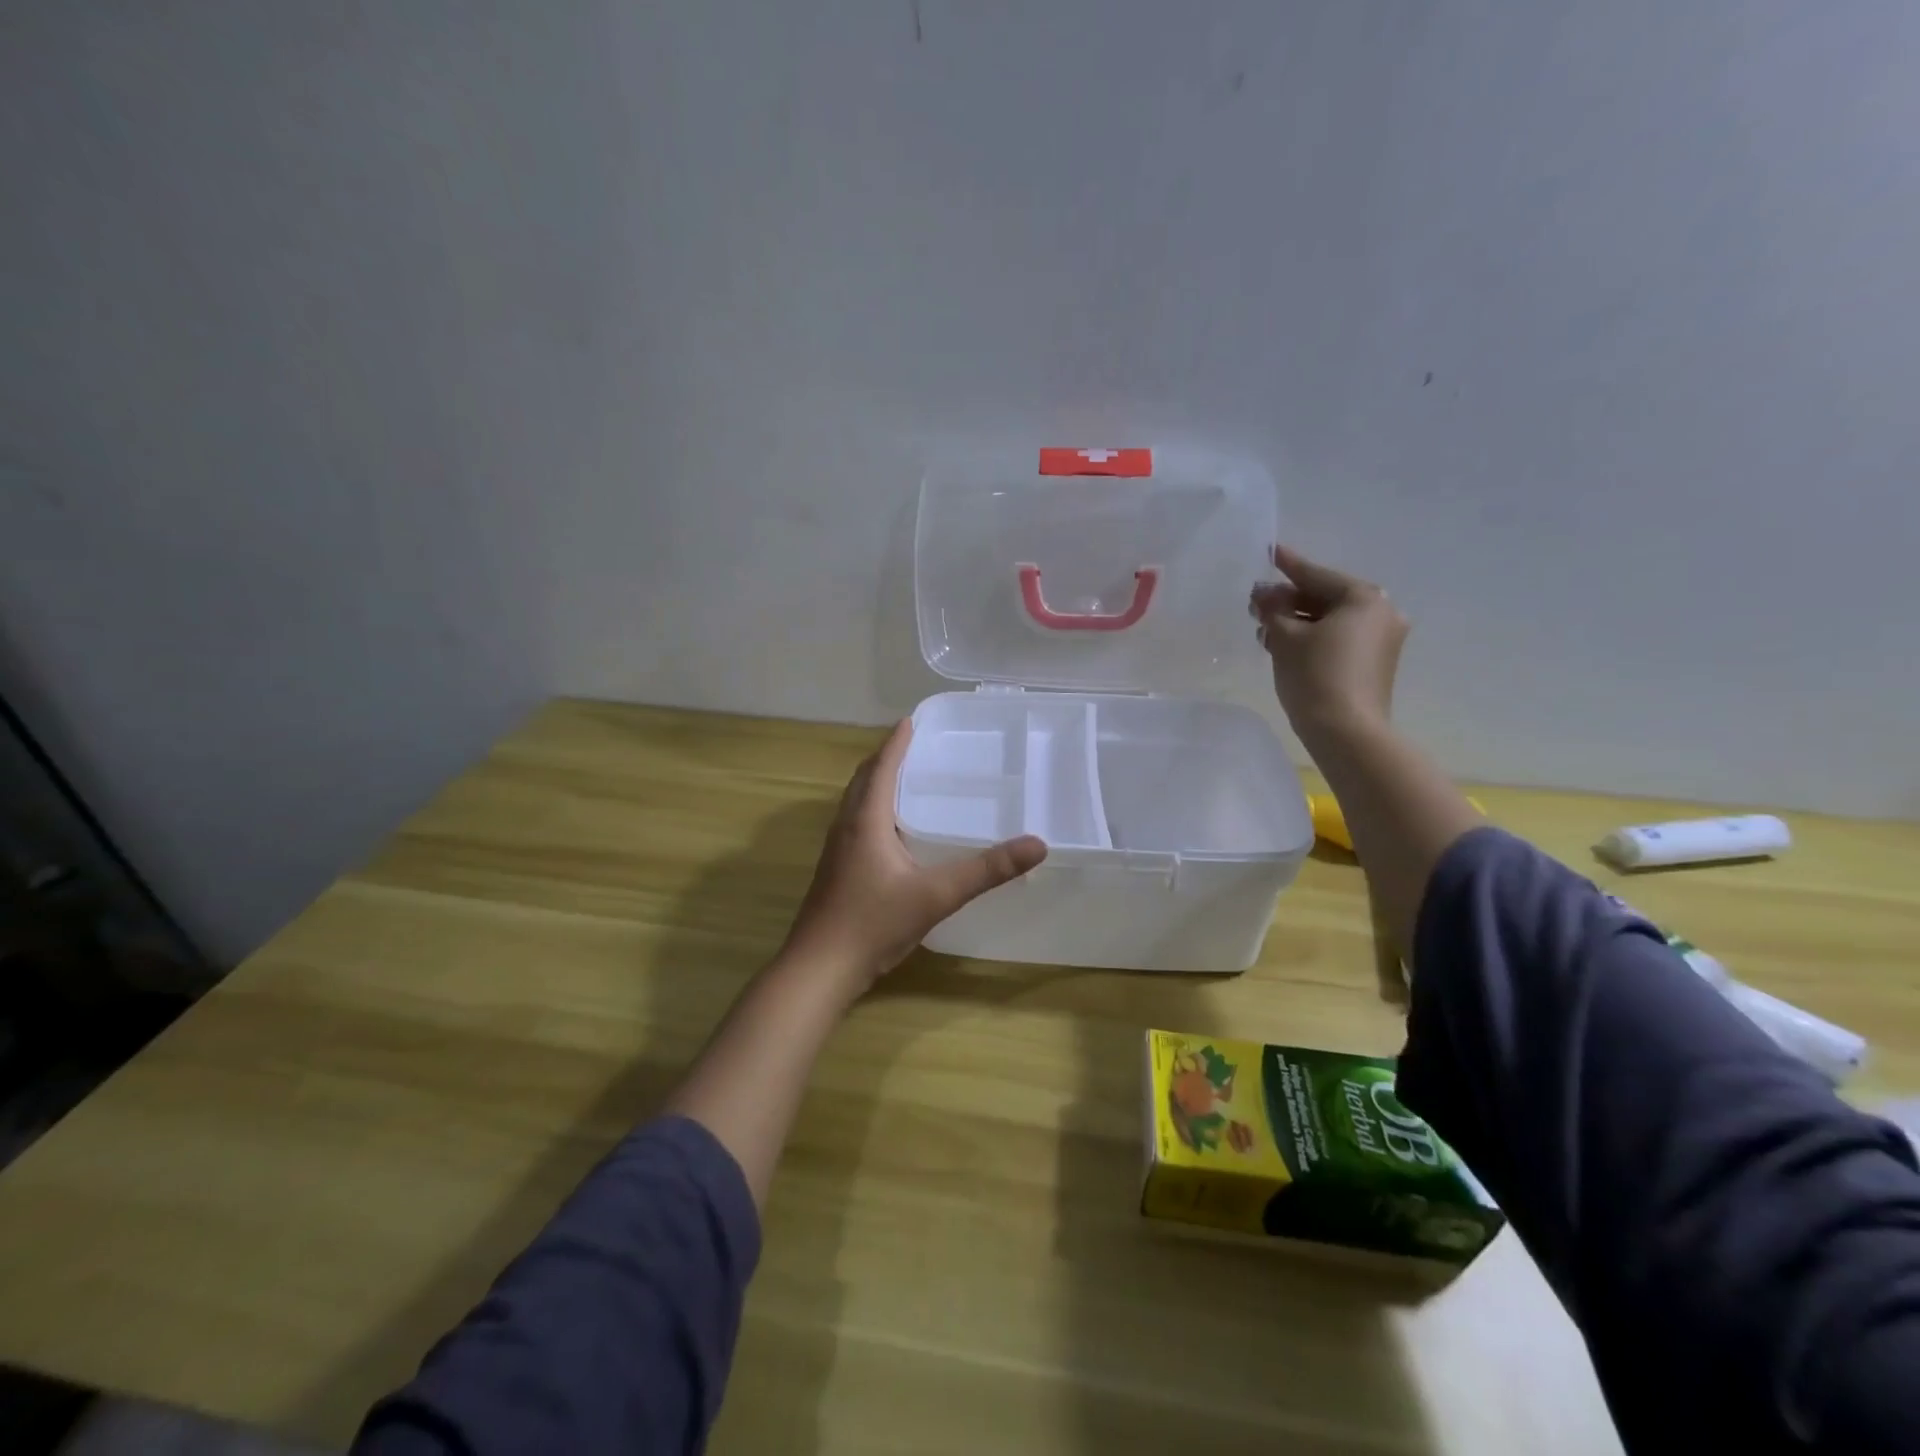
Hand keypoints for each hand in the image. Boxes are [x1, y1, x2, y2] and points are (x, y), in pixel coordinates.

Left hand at [780, 720, 1046, 994]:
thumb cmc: (873, 923)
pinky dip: (874, 810)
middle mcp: (846, 826)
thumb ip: (986, 871)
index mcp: (865, 820)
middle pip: (864, 779)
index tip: (912, 719)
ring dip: (877, 783)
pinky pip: (855, 823)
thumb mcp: (936, 895)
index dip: (896, 742)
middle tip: (916, 746)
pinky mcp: (836, 870)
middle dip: (887, 758)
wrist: (819, 969)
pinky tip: (893, 831)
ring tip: (907, 780)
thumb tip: (1036, 844)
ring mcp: (836, 849)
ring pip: (856, 802)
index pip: (881, 767)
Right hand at [1249, 544, 1409, 734]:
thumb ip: (1273, 610)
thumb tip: (1263, 595)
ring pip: (1331, 621)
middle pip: (1325, 597)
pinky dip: (1312, 637)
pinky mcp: (1374, 665)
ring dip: (1297, 621)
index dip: (1288, 566)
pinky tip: (1284, 643)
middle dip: (1289, 599)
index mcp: (1364, 598)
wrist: (1346, 732)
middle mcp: (1381, 613)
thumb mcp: (1285, 637)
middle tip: (1257, 600)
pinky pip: (1338, 639)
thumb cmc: (1315, 675)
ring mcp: (1381, 641)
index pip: (1316, 575)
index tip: (1270, 551)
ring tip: (1264, 625)